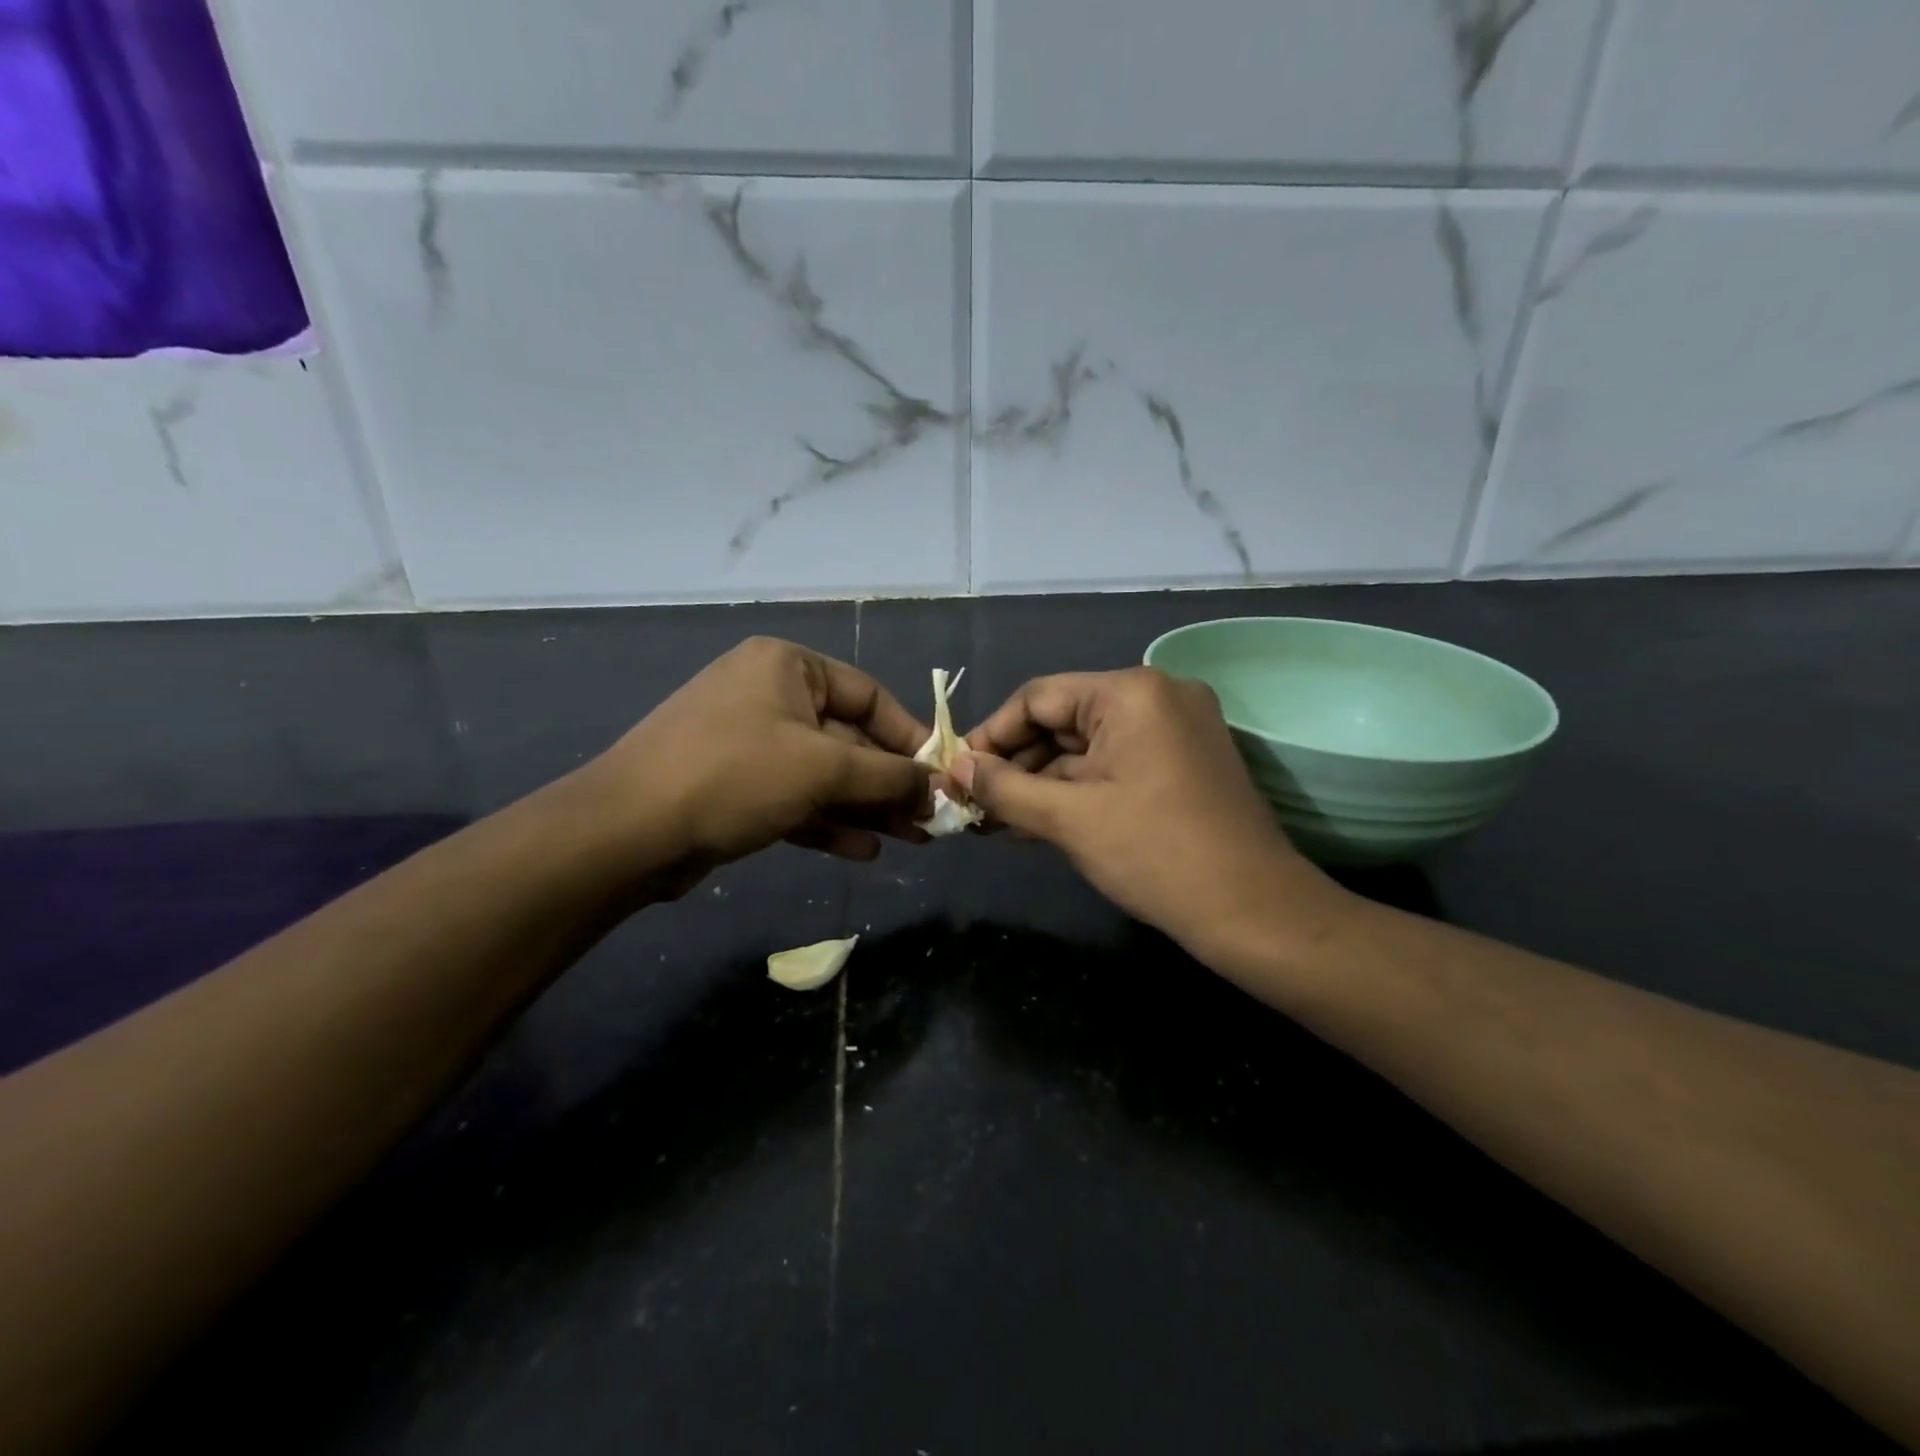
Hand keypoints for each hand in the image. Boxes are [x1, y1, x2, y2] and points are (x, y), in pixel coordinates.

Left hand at [587, 638, 932, 891]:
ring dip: (866, 807)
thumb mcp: (824, 768)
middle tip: (929, 820)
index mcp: (787, 666)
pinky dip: (829, 821)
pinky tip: (864, 851)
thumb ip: (889, 775)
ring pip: (824, 774)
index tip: (940, 775)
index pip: (869, 695)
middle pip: (848, 739)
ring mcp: (749, 742)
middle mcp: (769, 695)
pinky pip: (795, 798)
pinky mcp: (735, 786)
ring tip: (909, 840)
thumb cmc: (736, 776)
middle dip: (889, 783)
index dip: (910, 736)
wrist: (627, 832)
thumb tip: (938, 785)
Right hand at [957, 668, 1341, 961]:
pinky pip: (1114, 764)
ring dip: (1042, 782)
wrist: (1255, 912)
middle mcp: (1157, 695)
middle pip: (1062, 720)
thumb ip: (1003, 787)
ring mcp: (1175, 728)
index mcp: (1131, 692)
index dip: (990, 735)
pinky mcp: (1183, 761)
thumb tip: (953, 768)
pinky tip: (1038, 821)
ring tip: (997, 820)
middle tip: (974, 803)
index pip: (1038, 698)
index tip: (957, 773)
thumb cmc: (1156, 855)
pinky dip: (1077, 789)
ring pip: (1087, 746)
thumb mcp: (1069, 819)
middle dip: (1015, 764)